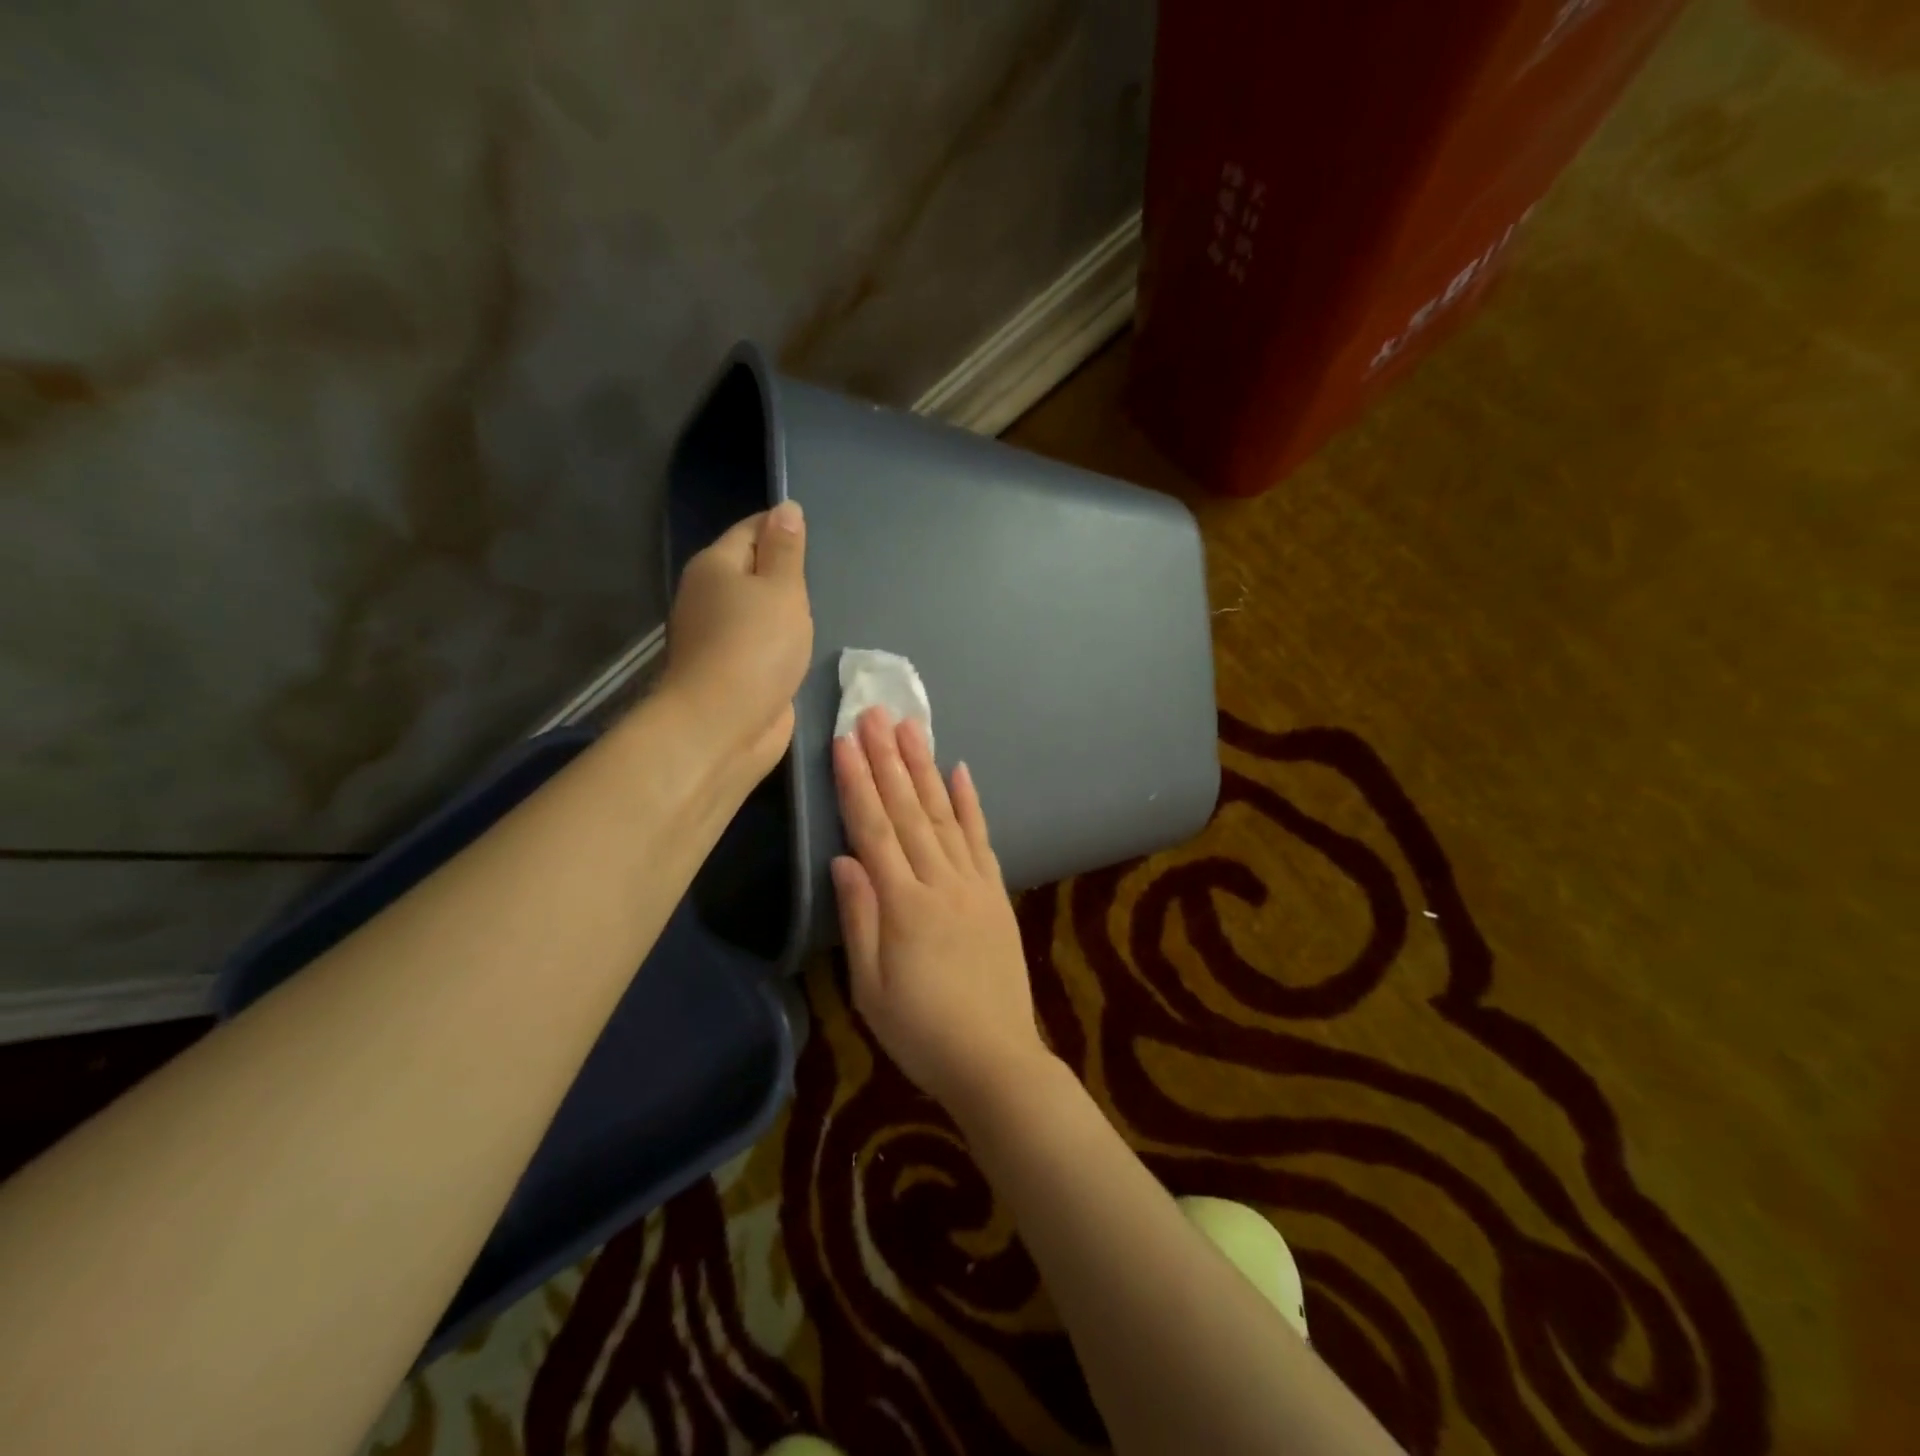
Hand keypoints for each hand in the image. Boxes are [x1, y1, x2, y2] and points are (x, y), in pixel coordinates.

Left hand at [659, 501, 812, 780]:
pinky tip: (800, 646)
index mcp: (715, 566)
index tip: (817, 538)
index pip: (752, 529)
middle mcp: (708, 596)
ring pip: (754, 609)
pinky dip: (778, 641)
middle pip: (750, 569)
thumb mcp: (781, 589)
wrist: (723, 724)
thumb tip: (786, 508)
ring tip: (819, 610)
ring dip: (781, 610)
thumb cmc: (756, 647)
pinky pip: (758, 643)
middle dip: (784, 571)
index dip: (783, 528)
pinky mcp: (729, 670)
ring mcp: (715, 636)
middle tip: (825, 577)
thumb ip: (786, 550)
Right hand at [830, 706, 1053, 1115]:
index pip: (874, 830)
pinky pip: (982, 838)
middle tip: (876, 714)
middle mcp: (940, 881)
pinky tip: (961, 771)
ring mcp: (974, 883)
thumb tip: (843, 859)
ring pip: (944, 814)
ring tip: (911, 728)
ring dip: (925, 768)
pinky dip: (971, 803)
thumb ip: (859, 917)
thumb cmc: (921, 1031)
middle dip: (888, 759)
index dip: (857, 783)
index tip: (844, 742)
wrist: (995, 1058)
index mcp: (903, 904)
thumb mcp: (870, 987)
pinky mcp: (997, 893)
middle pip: (909, 810)